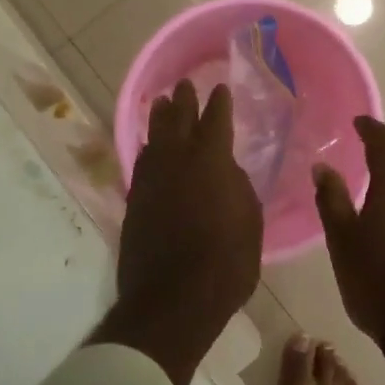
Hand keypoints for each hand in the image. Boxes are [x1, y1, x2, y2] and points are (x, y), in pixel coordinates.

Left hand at [96, 80, 262, 384]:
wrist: (174, 299)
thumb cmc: (226, 261)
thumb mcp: (250, 221)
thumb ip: (238, 187)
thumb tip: (227, 171)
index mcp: (212, 160)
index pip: (216, 120)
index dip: (219, 103)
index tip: (219, 88)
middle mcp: (177, 161)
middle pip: (178, 121)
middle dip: (183, 101)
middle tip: (184, 86)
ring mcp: (151, 180)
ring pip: (154, 138)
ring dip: (159, 119)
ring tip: (161, 104)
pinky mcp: (134, 201)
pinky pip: (142, 163)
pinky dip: (147, 149)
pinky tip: (148, 148)